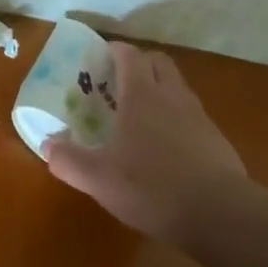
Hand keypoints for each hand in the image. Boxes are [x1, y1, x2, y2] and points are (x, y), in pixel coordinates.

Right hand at [44, 41, 255, 248]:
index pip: (130, 55)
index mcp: (142, 95)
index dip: (114, 50)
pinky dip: (177, 120)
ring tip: (140, 116)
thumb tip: (47, 144)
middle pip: (159, 62)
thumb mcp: (98, 178)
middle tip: (119, 83)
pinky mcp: (217, 141)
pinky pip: (193, 117)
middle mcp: (173, 97)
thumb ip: (68, 159)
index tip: (99, 57)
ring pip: (178, 88)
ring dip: (160, 91)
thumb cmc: (152, 186)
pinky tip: (166, 148)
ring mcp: (199, 118)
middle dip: (140, 64)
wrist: (220, 215)